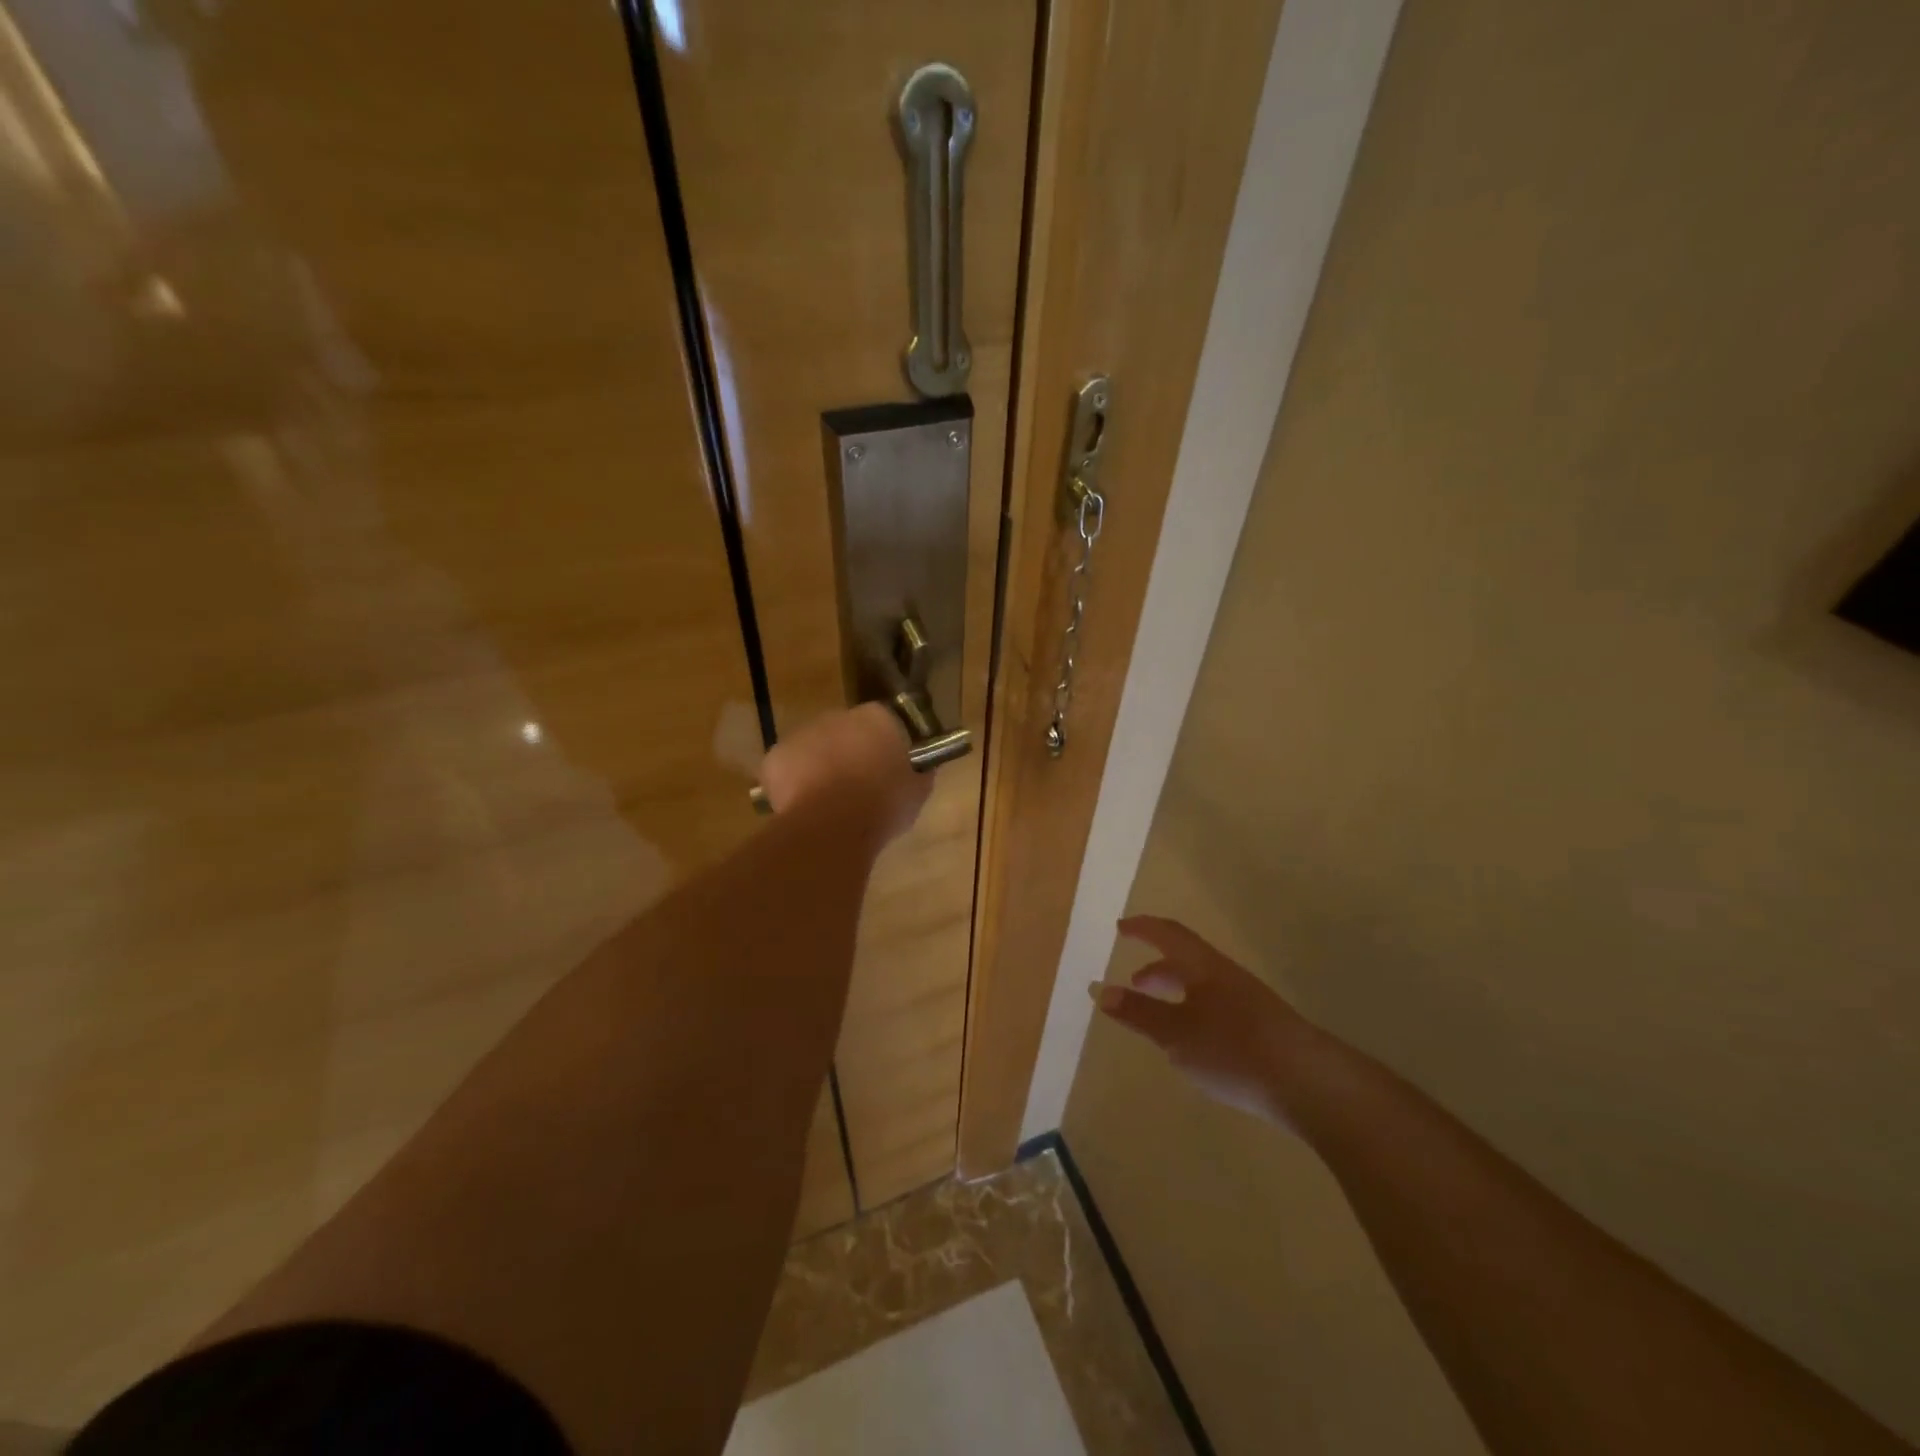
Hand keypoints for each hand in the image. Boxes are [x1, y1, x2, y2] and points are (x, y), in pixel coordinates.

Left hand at [757, 703, 930, 848]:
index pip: (883, 722)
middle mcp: (840, 715)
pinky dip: (793, 782)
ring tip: (828, 800)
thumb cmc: (883, 805)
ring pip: (814, 747)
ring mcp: (804, 733)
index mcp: (879, 718)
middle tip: (857, 785)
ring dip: (821, 765)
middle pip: (845, 731)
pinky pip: (787, 767)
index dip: (883, 744)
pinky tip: (804, 806)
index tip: (887, 766)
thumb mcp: (917, 790)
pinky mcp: (777, 755)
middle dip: (849, 751)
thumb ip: (917, 770)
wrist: (835, 824)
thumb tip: (917, 767)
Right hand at [1092, 915, 1319, 1128]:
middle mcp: (1226, 977)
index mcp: (1204, 967)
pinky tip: (1193, 1044)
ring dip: (1176, 993)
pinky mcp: (1262, 1030)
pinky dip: (1194, 1013)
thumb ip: (1139, 1013)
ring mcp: (1248, 1003)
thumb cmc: (1235, 1050)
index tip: (1121, 928)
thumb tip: (1101, 990)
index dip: (1144, 928)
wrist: (1310, 1084)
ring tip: (1157, 1016)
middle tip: (1134, 981)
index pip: (1169, 935)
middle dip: (1158, 968)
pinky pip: (1217, 1008)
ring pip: (1203, 987)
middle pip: (1187, 960)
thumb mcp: (1177, 1033)